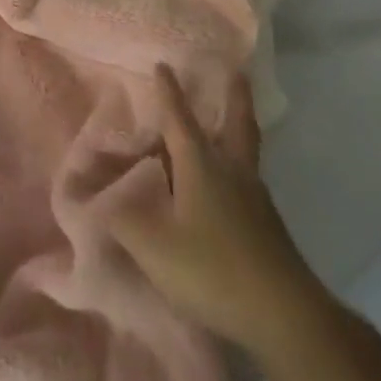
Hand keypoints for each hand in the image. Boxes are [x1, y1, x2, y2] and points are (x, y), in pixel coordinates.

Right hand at [112, 67, 327, 358]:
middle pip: (236, 124)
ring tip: (227, 120)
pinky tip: (225, 183)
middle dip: (235, 96)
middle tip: (237, 71)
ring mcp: (255, 198)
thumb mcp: (153, 246)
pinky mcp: (267, 225)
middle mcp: (232, 172)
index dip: (169, 93)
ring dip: (236, 128)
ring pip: (244, 151)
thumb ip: (120, 219)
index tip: (163, 64)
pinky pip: (247, 179)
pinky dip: (235, 165)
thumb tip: (95, 199)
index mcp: (202, 167)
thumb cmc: (212, 269)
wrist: (285, 316)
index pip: (180, 120)